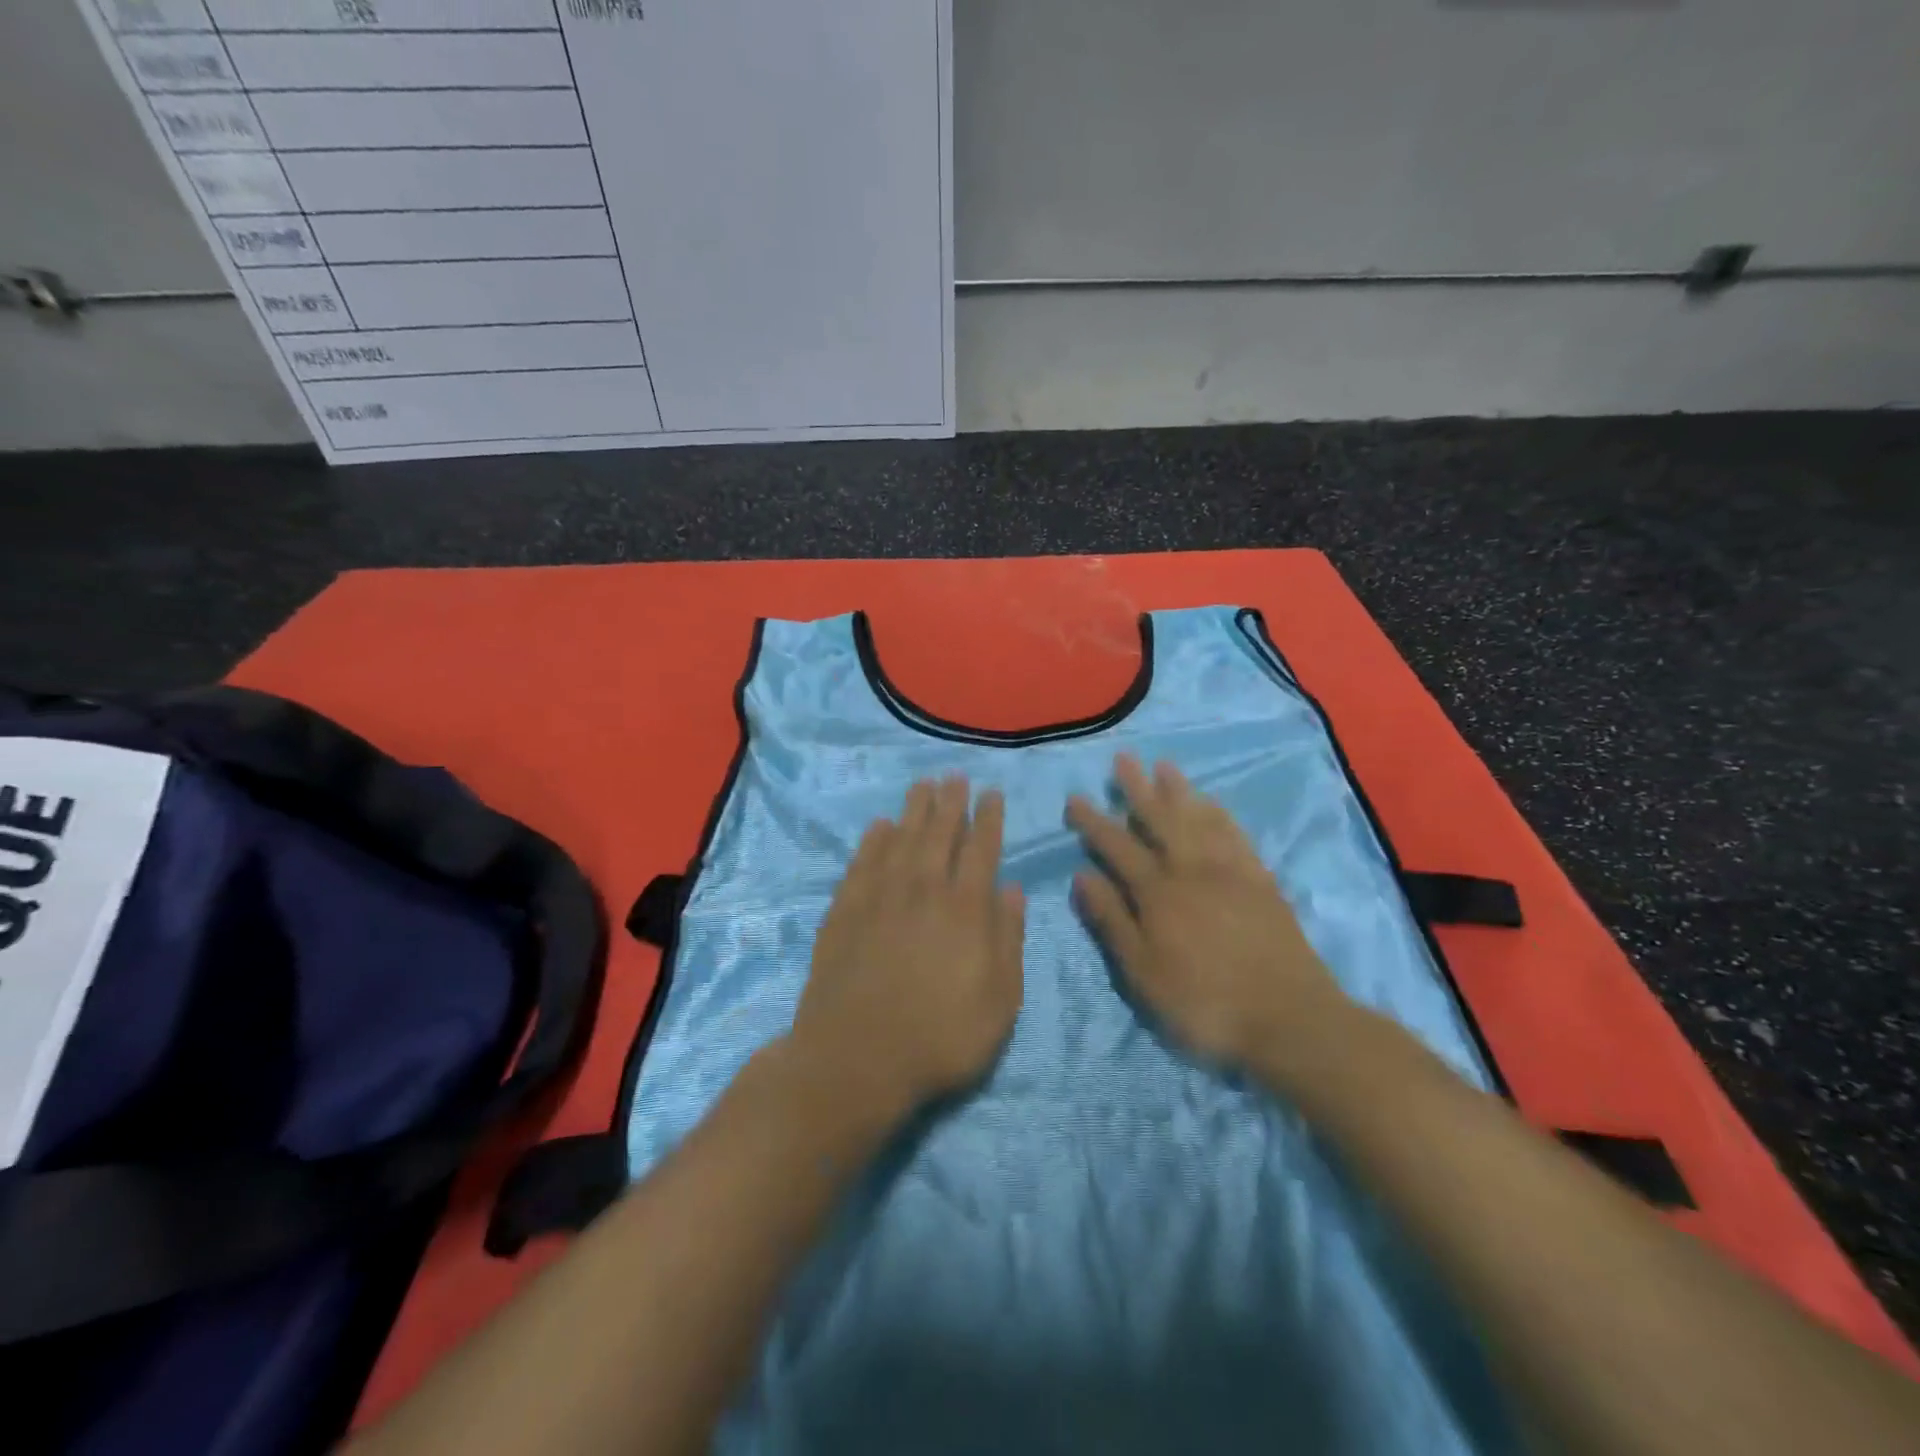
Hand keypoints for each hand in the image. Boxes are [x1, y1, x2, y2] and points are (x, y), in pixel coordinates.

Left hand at [788, 777, 1025, 1123]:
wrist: (855, 1060)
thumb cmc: (940, 1038)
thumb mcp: (1000, 1001)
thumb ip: (1008, 939)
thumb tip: (1013, 890)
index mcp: (965, 909)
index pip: (981, 850)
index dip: (988, 819)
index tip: (991, 794)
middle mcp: (923, 889)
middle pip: (939, 833)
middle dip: (951, 802)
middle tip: (955, 776)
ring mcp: (879, 897)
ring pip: (901, 838)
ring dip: (914, 809)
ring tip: (922, 785)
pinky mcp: (845, 911)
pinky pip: (863, 862)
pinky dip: (873, 840)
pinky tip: (880, 826)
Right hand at [1067, 755, 1349, 1075]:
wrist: (1289, 1018)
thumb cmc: (1204, 1002)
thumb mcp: (1143, 972)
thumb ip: (1112, 920)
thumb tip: (1081, 875)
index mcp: (1157, 892)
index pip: (1117, 847)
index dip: (1094, 822)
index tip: (1076, 797)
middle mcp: (1191, 869)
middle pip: (1160, 819)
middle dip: (1137, 789)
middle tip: (1123, 758)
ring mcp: (1230, 871)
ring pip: (1198, 819)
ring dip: (1179, 791)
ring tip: (1164, 766)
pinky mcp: (1261, 881)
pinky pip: (1235, 835)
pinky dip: (1219, 815)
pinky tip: (1212, 804)